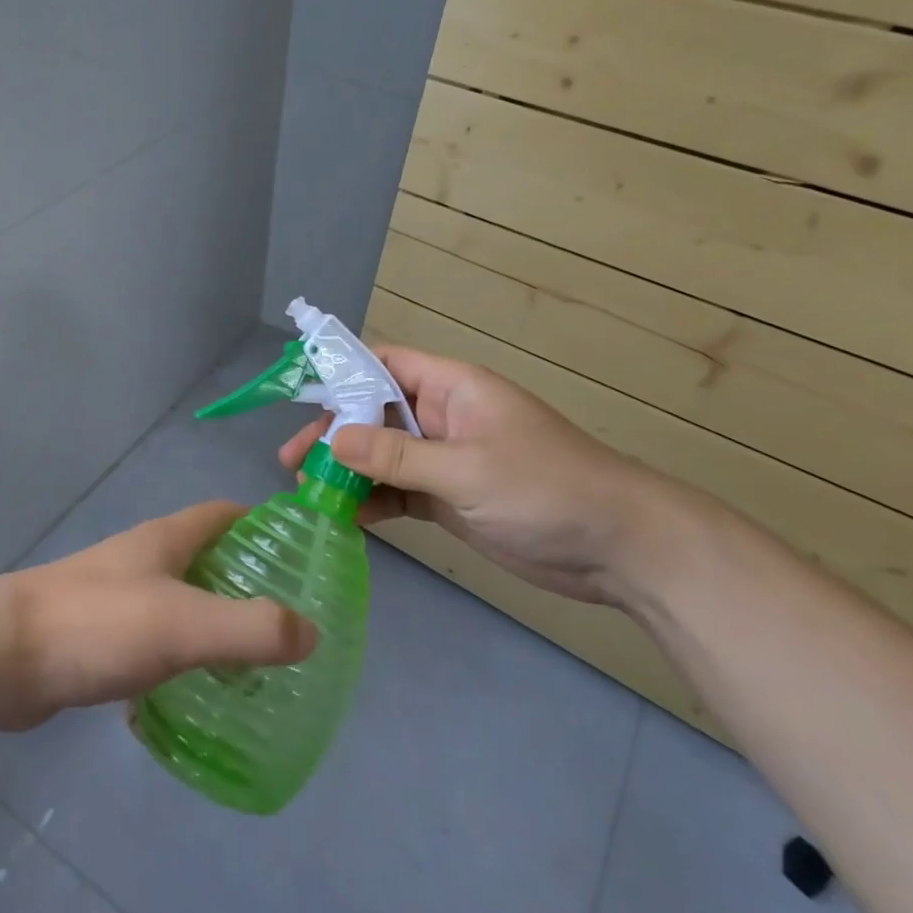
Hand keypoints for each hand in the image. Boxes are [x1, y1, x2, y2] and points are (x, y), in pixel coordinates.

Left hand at [0, 501, 317, 730]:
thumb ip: (251, 628)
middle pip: (202, 557)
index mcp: (164, 540)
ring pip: (176, 601)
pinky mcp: (94, 636)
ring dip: (210, 622)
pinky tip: (190, 694)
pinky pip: (150, 640)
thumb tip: (312, 632)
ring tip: (249, 663)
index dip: (260, 525)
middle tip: (284, 622)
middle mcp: (140, 560)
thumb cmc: (97, 625)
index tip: (296, 555)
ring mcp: (114, 597)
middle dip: (242, 581)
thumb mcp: (184, 624)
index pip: (222, 514)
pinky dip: (176, 658)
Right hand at [278, 345, 675, 604]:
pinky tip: (347, 517)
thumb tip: (329, 440)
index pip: (384, 364)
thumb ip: (395, 456)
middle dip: (334, 434)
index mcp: (451, 388)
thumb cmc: (545, 489)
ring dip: (349, 471)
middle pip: (375, 414)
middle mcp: (443, 417)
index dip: (341, 374)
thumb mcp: (465, 469)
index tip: (297, 397)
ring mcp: (447, 459)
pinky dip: (375, 501)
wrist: (620, 548)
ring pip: (384, 456)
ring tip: (307, 492)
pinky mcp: (452, 498)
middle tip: (292, 460)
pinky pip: (401, 491)